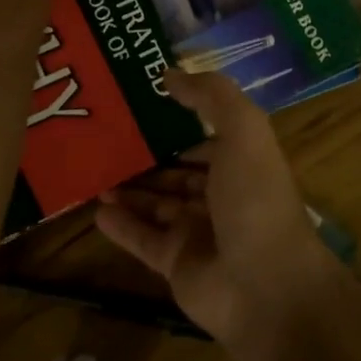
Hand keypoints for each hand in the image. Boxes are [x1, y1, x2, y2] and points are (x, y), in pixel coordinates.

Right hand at [96, 70, 330, 342]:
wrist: (265, 286)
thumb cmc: (255, 198)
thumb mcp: (243, 131)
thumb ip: (211, 96)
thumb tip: (170, 73)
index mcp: (243, 162)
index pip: (208, 136)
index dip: (181, 119)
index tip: (143, 102)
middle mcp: (222, 195)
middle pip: (180, 171)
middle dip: (150, 155)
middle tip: (108, 137)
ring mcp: (199, 231)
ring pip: (158, 204)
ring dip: (132, 189)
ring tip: (96, 171)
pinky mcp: (177, 264)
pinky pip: (143, 239)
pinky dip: (122, 225)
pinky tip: (97, 209)